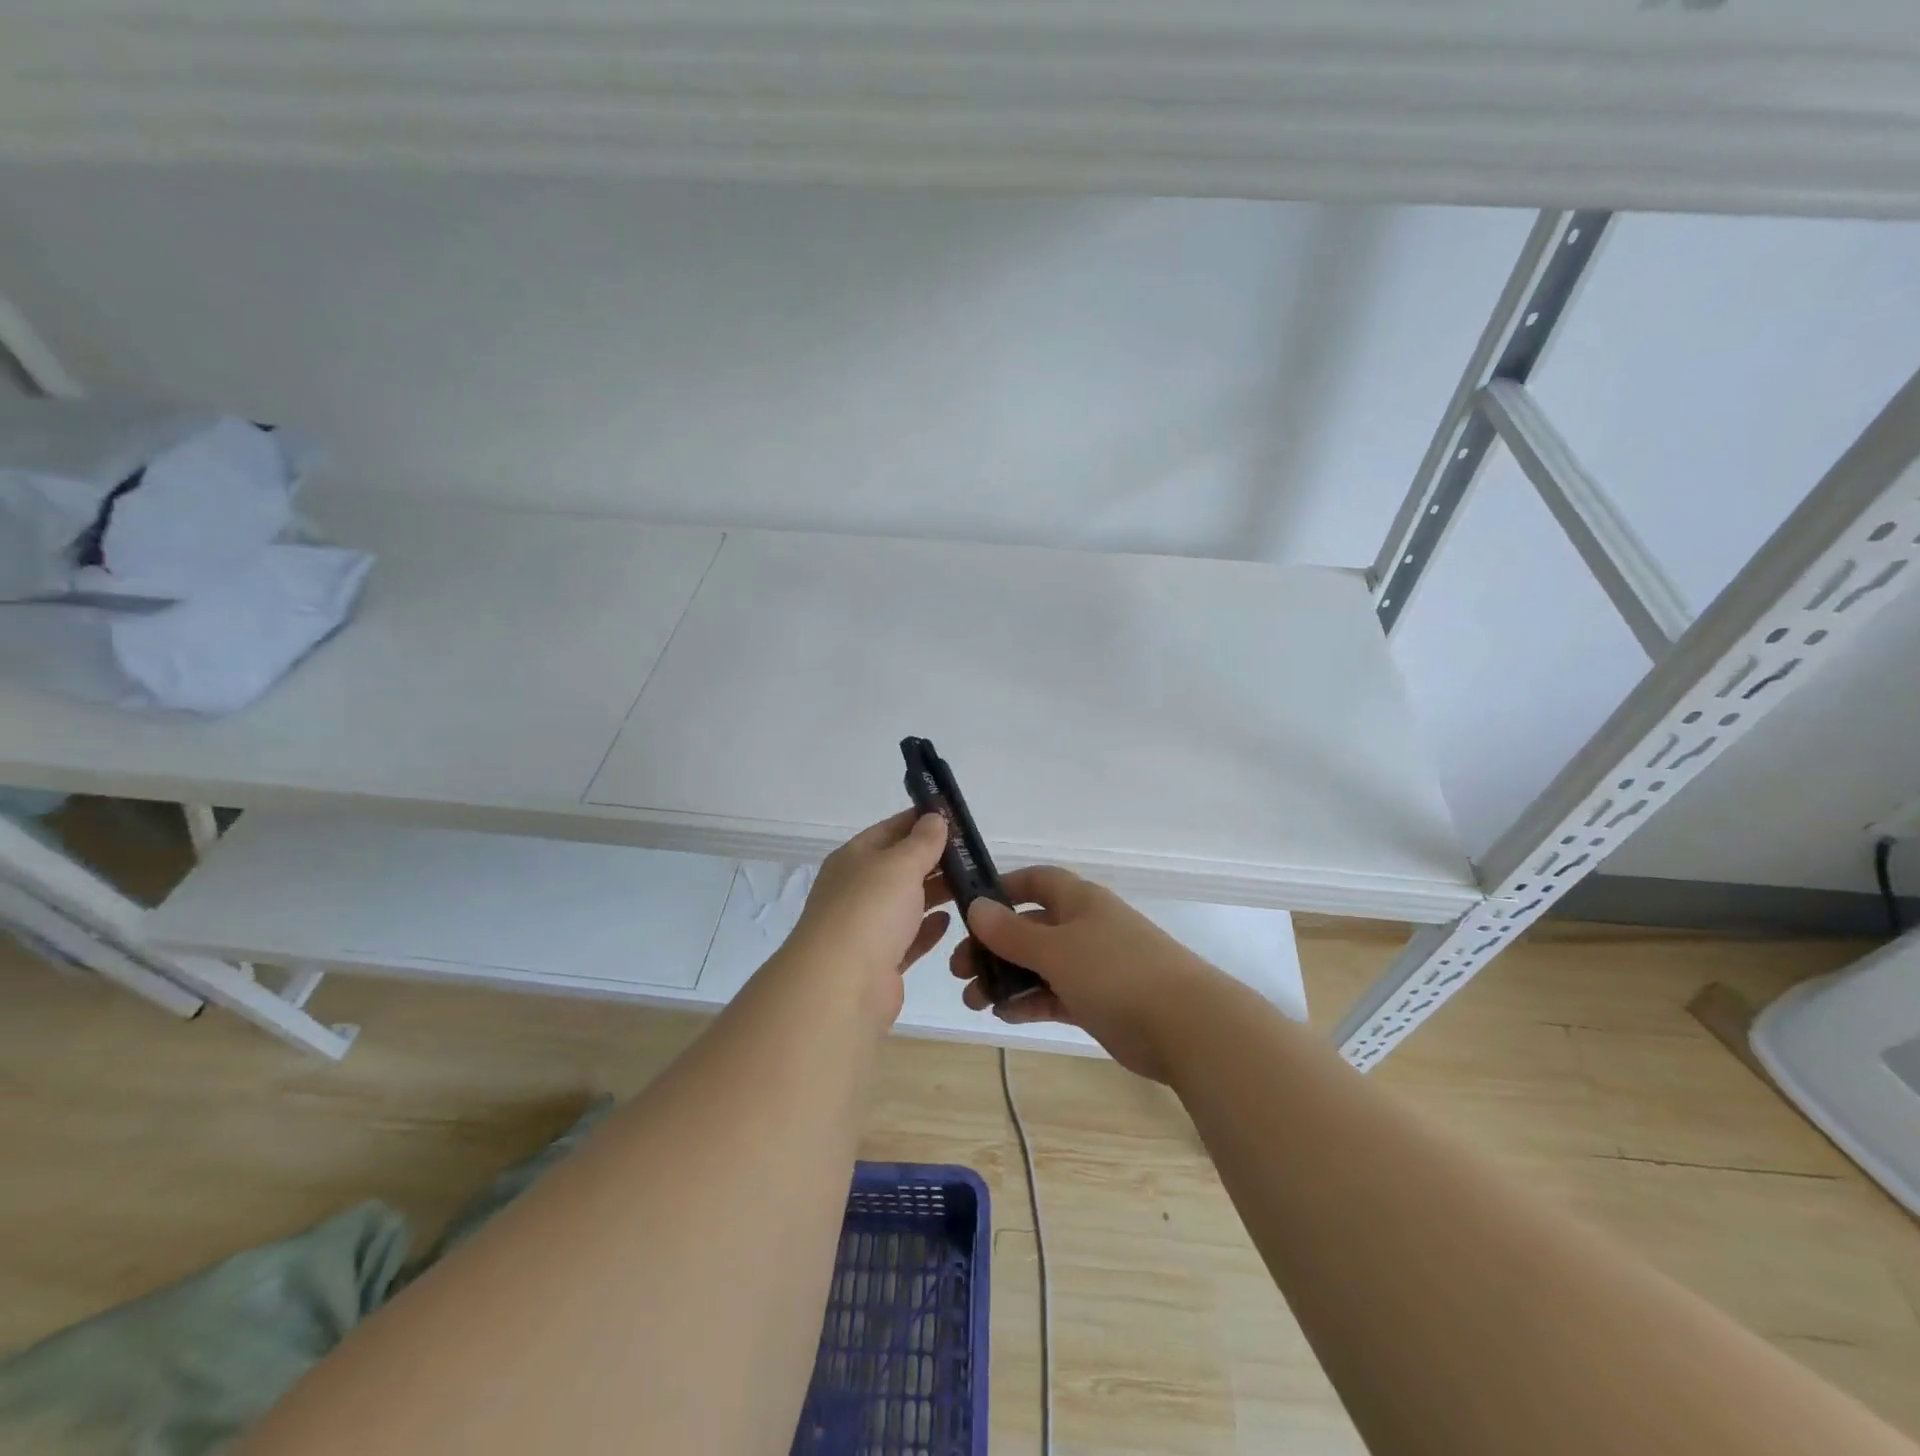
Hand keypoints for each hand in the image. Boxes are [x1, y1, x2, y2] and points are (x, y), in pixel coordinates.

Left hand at [782, 810, 952, 1023]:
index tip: (955, 818)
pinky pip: (908, 938)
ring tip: (972, 885)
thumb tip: (934, 818)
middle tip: (973, 855)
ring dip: (934, 893)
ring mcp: (866, 928)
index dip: (920, 821)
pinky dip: (927, 928)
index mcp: (853, 859)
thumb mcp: (900, 864)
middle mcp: (856, 890)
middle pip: (899, 867)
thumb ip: (922, 842)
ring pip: (905, 903)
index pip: (890, 830)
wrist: (840, 986)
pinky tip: (950, 920)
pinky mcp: (880, 963)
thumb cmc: (870, 910)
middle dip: (933, 859)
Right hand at [950, 866, 1218, 1081]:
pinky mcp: (1099, 1002)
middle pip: (1030, 927)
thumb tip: (976, 907)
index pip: (1036, 881)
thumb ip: (1012, 932)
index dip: (1003, 889)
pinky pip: (1055, 995)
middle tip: (960, 969)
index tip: (970, 909)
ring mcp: (1094, 966)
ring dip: (1005, 978)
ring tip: (973, 1000)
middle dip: (993, 945)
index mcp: (1079, 901)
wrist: (1186, 1026)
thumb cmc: (1115, 972)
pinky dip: (1030, 1002)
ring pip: (1039, 965)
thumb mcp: (1055, 949)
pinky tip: (1003, 1015)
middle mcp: (1085, 927)